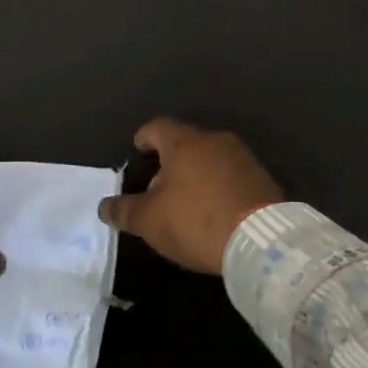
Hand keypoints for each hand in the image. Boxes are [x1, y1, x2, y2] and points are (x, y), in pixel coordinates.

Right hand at [97, 118, 282, 274]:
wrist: (261, 240)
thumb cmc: (196, 221)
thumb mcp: (150, 221)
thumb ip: (124, 210)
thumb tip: (105, 206)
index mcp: (185, 142)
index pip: (157, 127)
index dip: (144, 138)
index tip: (138, 150)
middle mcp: (215, 140)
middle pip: (185, 143)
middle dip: (169, 161)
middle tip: (157, 186)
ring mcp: (243, 158)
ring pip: (210, 158)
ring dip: (196, 174)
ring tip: (185, 201)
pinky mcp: (262, 178)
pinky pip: (231, 175)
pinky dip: (218, 186)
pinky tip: (214, 210)